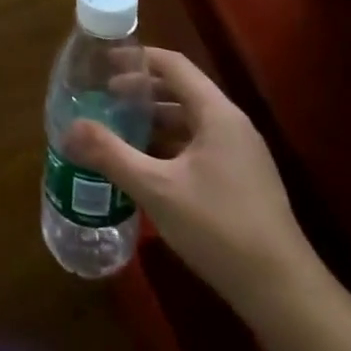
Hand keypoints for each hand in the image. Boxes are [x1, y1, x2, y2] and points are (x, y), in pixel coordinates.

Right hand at [65, 48, 318, 318]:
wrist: (281, 291)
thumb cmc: (218, 227)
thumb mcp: (156, 188)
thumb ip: (110, 154)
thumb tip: (69, 129)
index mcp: (217, 114)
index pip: (174, 65)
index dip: (138, 58)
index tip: (103, 63)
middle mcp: (232, 125)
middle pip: (182, 90)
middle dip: (141, 91)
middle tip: (103, 98)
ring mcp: (240, 154)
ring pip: (190, 121)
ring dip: (154, 119)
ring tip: (117, 129)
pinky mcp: (241, 180)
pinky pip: (198, 146)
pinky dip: (168, 144)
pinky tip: (145, 165)